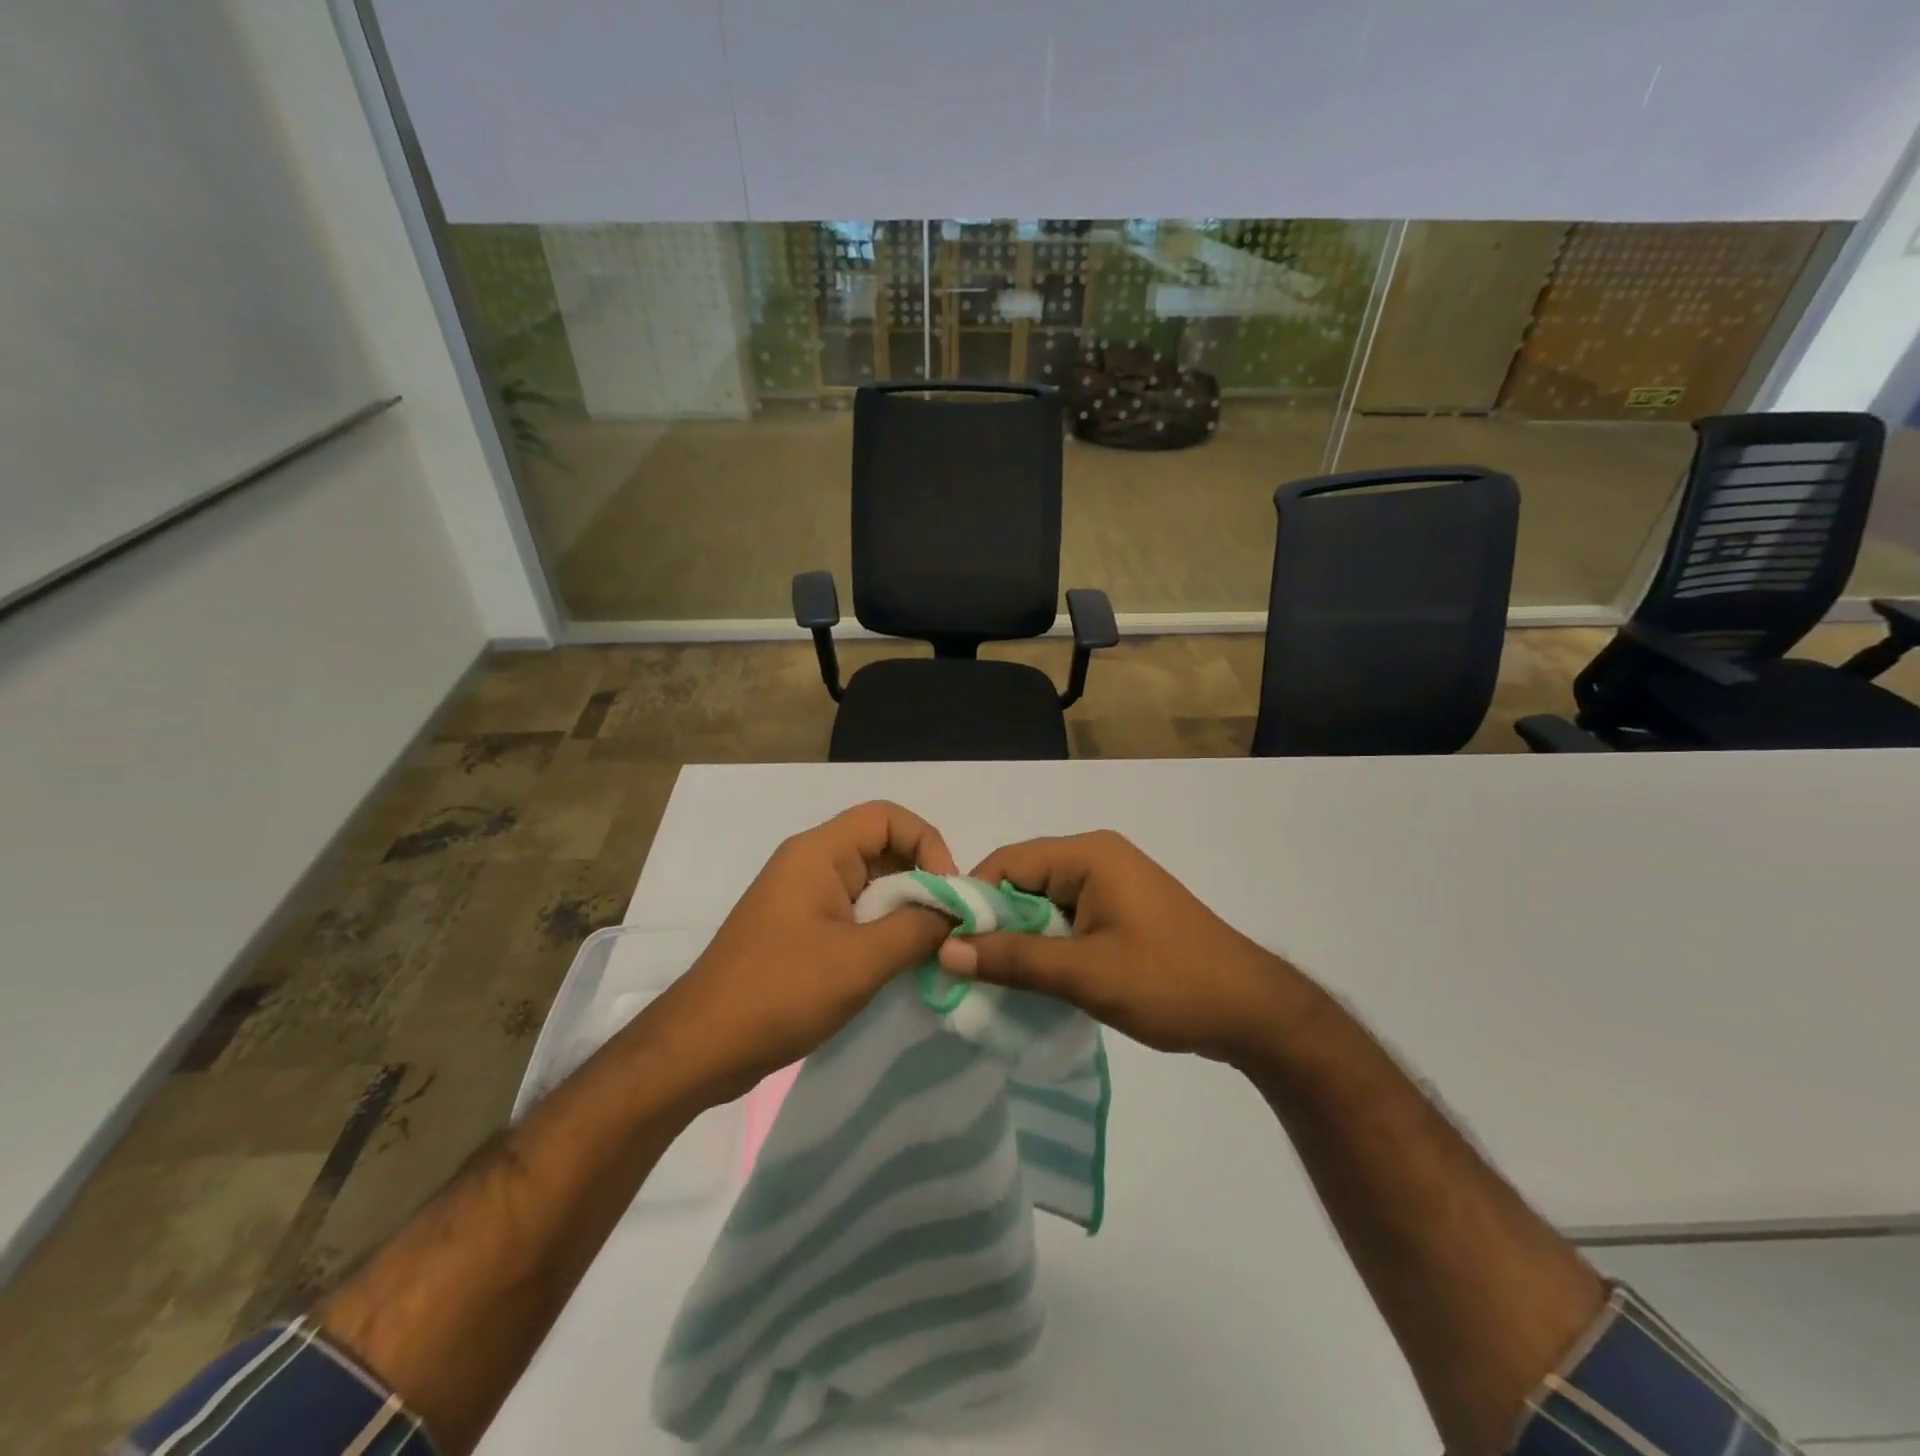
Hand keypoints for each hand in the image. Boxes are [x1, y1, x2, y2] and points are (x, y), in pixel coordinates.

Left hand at [648, 801, 957, 1102]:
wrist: (702, 1047)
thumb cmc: (782, 992)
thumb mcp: (862, 960)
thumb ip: (918, 928)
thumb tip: (955, 913)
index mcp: (818, 853)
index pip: (886, 816)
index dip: (927, 842)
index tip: (948, 891)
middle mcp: (810, 864)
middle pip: (881, 847)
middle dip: (921, 879)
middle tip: (947, 924)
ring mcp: (802, 898)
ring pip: (869, 883)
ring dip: (904, 908)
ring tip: (929, 946)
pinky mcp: (799, 930)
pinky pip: (852, 912)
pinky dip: (881, 929)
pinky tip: (897, 963)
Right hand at [935, 830, 1300, 1065]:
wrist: (1252, 1012)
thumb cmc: (1169, 983)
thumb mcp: (1085, 974)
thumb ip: (1014, 960)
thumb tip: (945, 951)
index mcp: (1089, 855)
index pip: (1007, 862)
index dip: (971, 901)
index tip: (945, 945)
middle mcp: (1097, 857)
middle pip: (1023, 880)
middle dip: (994, 923)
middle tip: (963, 969)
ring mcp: (1112, 884)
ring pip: (1043, 903)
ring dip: (1019, 938)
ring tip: (991, 979)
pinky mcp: (1120, 911)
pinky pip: (1066, 918)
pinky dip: (1046, 945)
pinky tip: (1032, 979)